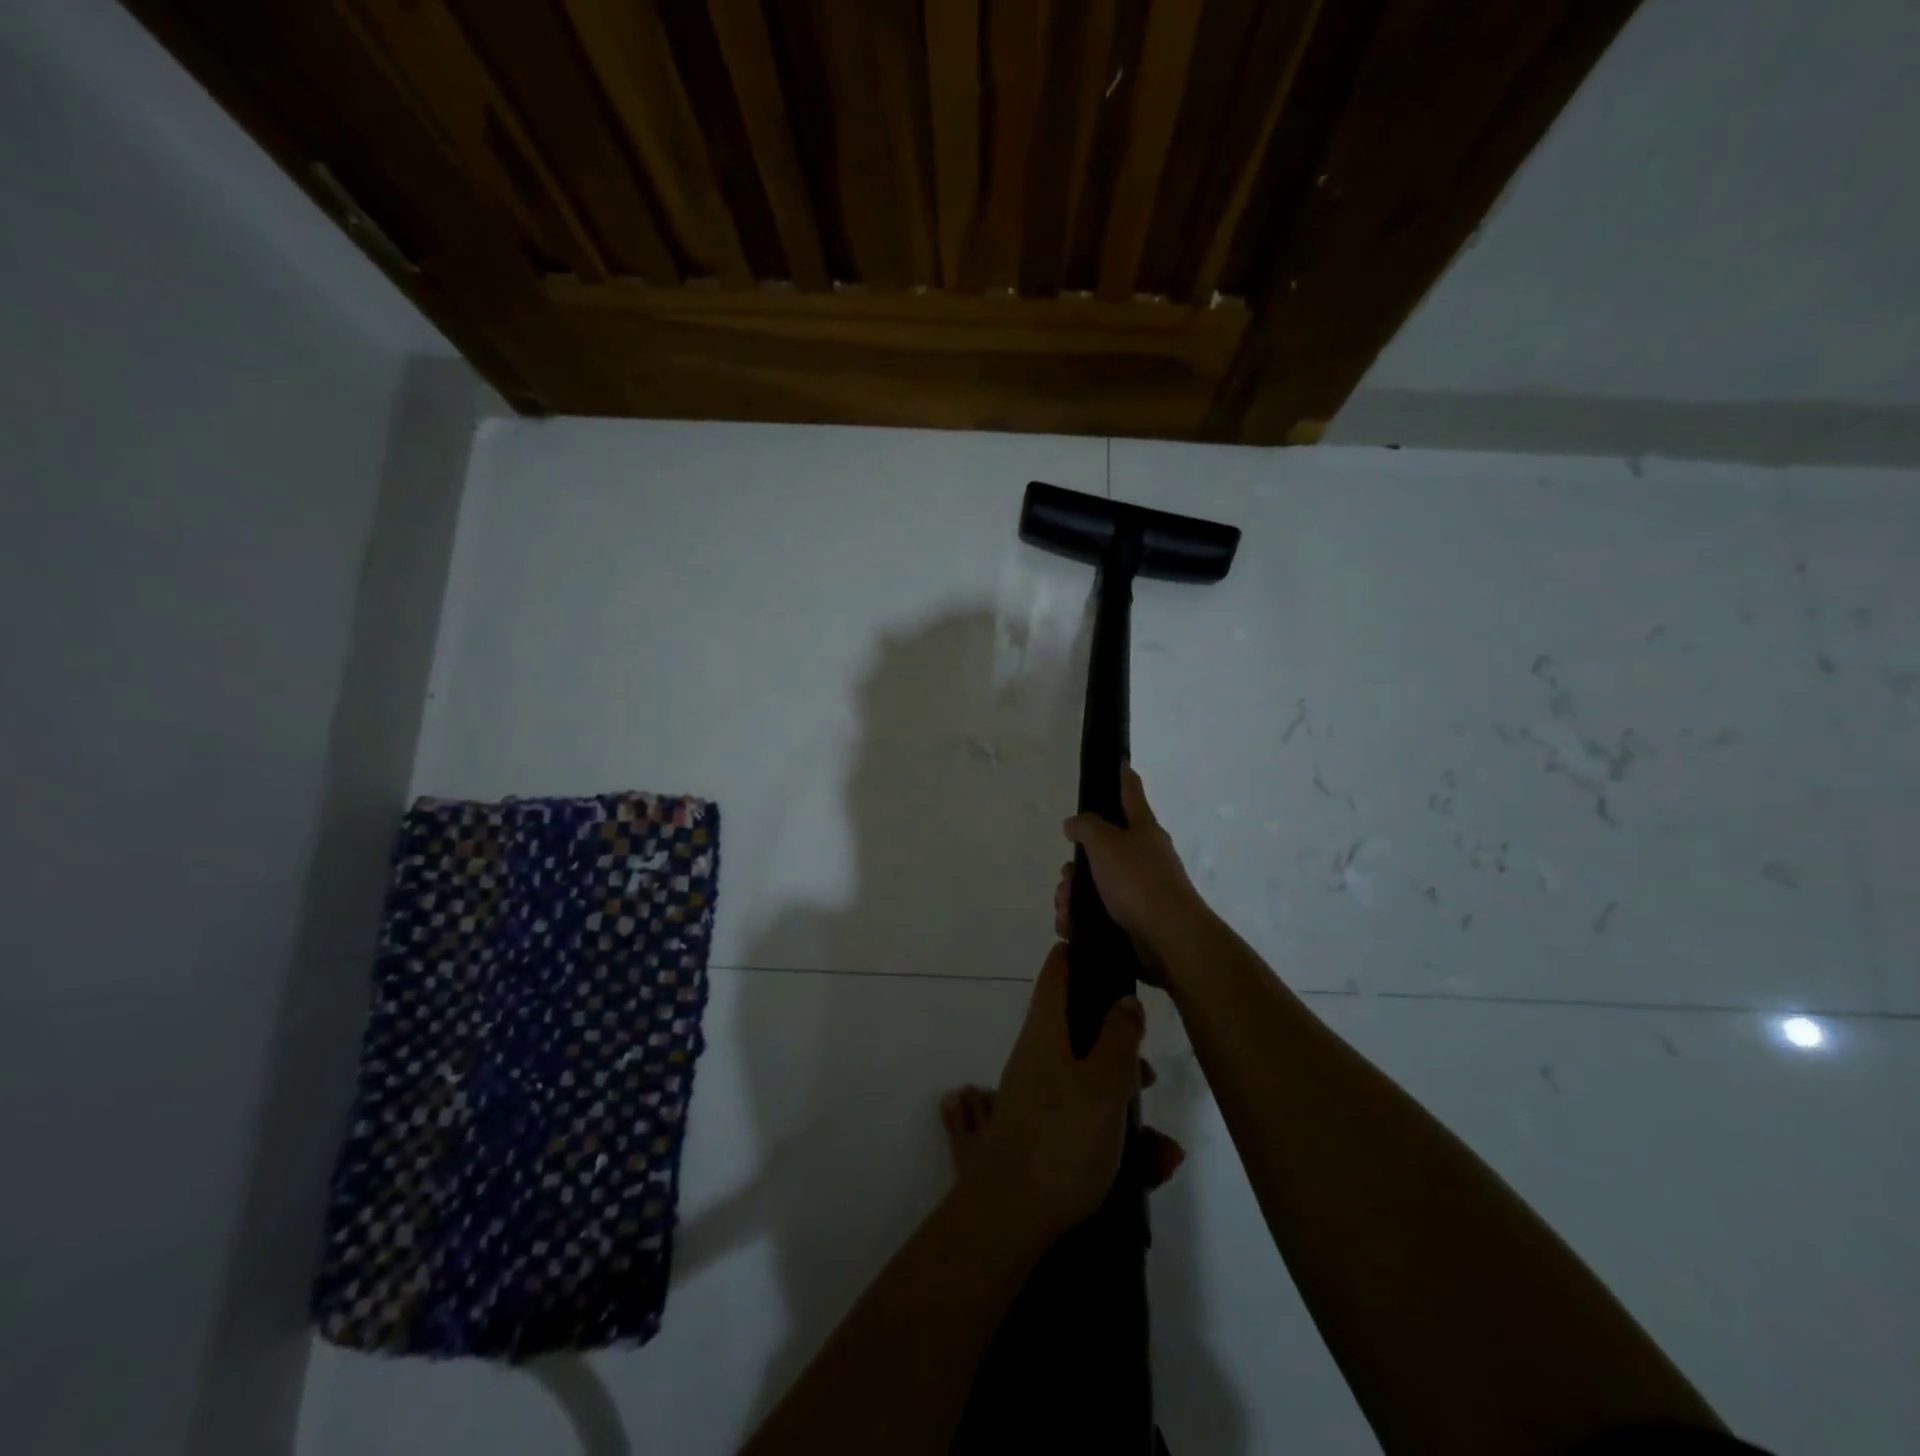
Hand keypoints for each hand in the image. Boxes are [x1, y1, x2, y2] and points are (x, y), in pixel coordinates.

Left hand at [965, 945, 1177, 1239]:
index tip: (1110, 951)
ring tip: (1162, 1149)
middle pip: (1080, 1029)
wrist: (1010, 1218)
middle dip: (1119, 1047)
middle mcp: (1036, 1055)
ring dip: (1126, 1104)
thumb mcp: (1104, 1084)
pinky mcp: (1042, 1132)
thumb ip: (1118, 1037)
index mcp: (1045, 1031)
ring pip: (1089, 1080)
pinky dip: (1116, 1136)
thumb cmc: (1062, 1140)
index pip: (1057, 972)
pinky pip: (1086, 1119)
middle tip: (1150, 1074)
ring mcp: (1036, 1095)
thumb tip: (1124, 999)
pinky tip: (1151, 1169)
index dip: (1080, 955)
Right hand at [1061, 767, 1211, 973]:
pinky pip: (1096, 913)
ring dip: (1072, 895)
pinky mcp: (1132, 921)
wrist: (1168, 939)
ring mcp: (1139, 890)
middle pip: (1101, 848)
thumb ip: (1086, 827)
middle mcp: (1142, 856)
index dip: (1122, 776)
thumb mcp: (1106, 843)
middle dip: (1076, 865)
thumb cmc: (1138, 881)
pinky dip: (1079, 919)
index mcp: (1142, 829)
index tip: (1118, 762)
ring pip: (1093, 884)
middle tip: (1067, 877)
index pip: (1130, 792)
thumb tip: (1074, 824)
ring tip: (1066, 910)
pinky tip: (1071, 927)